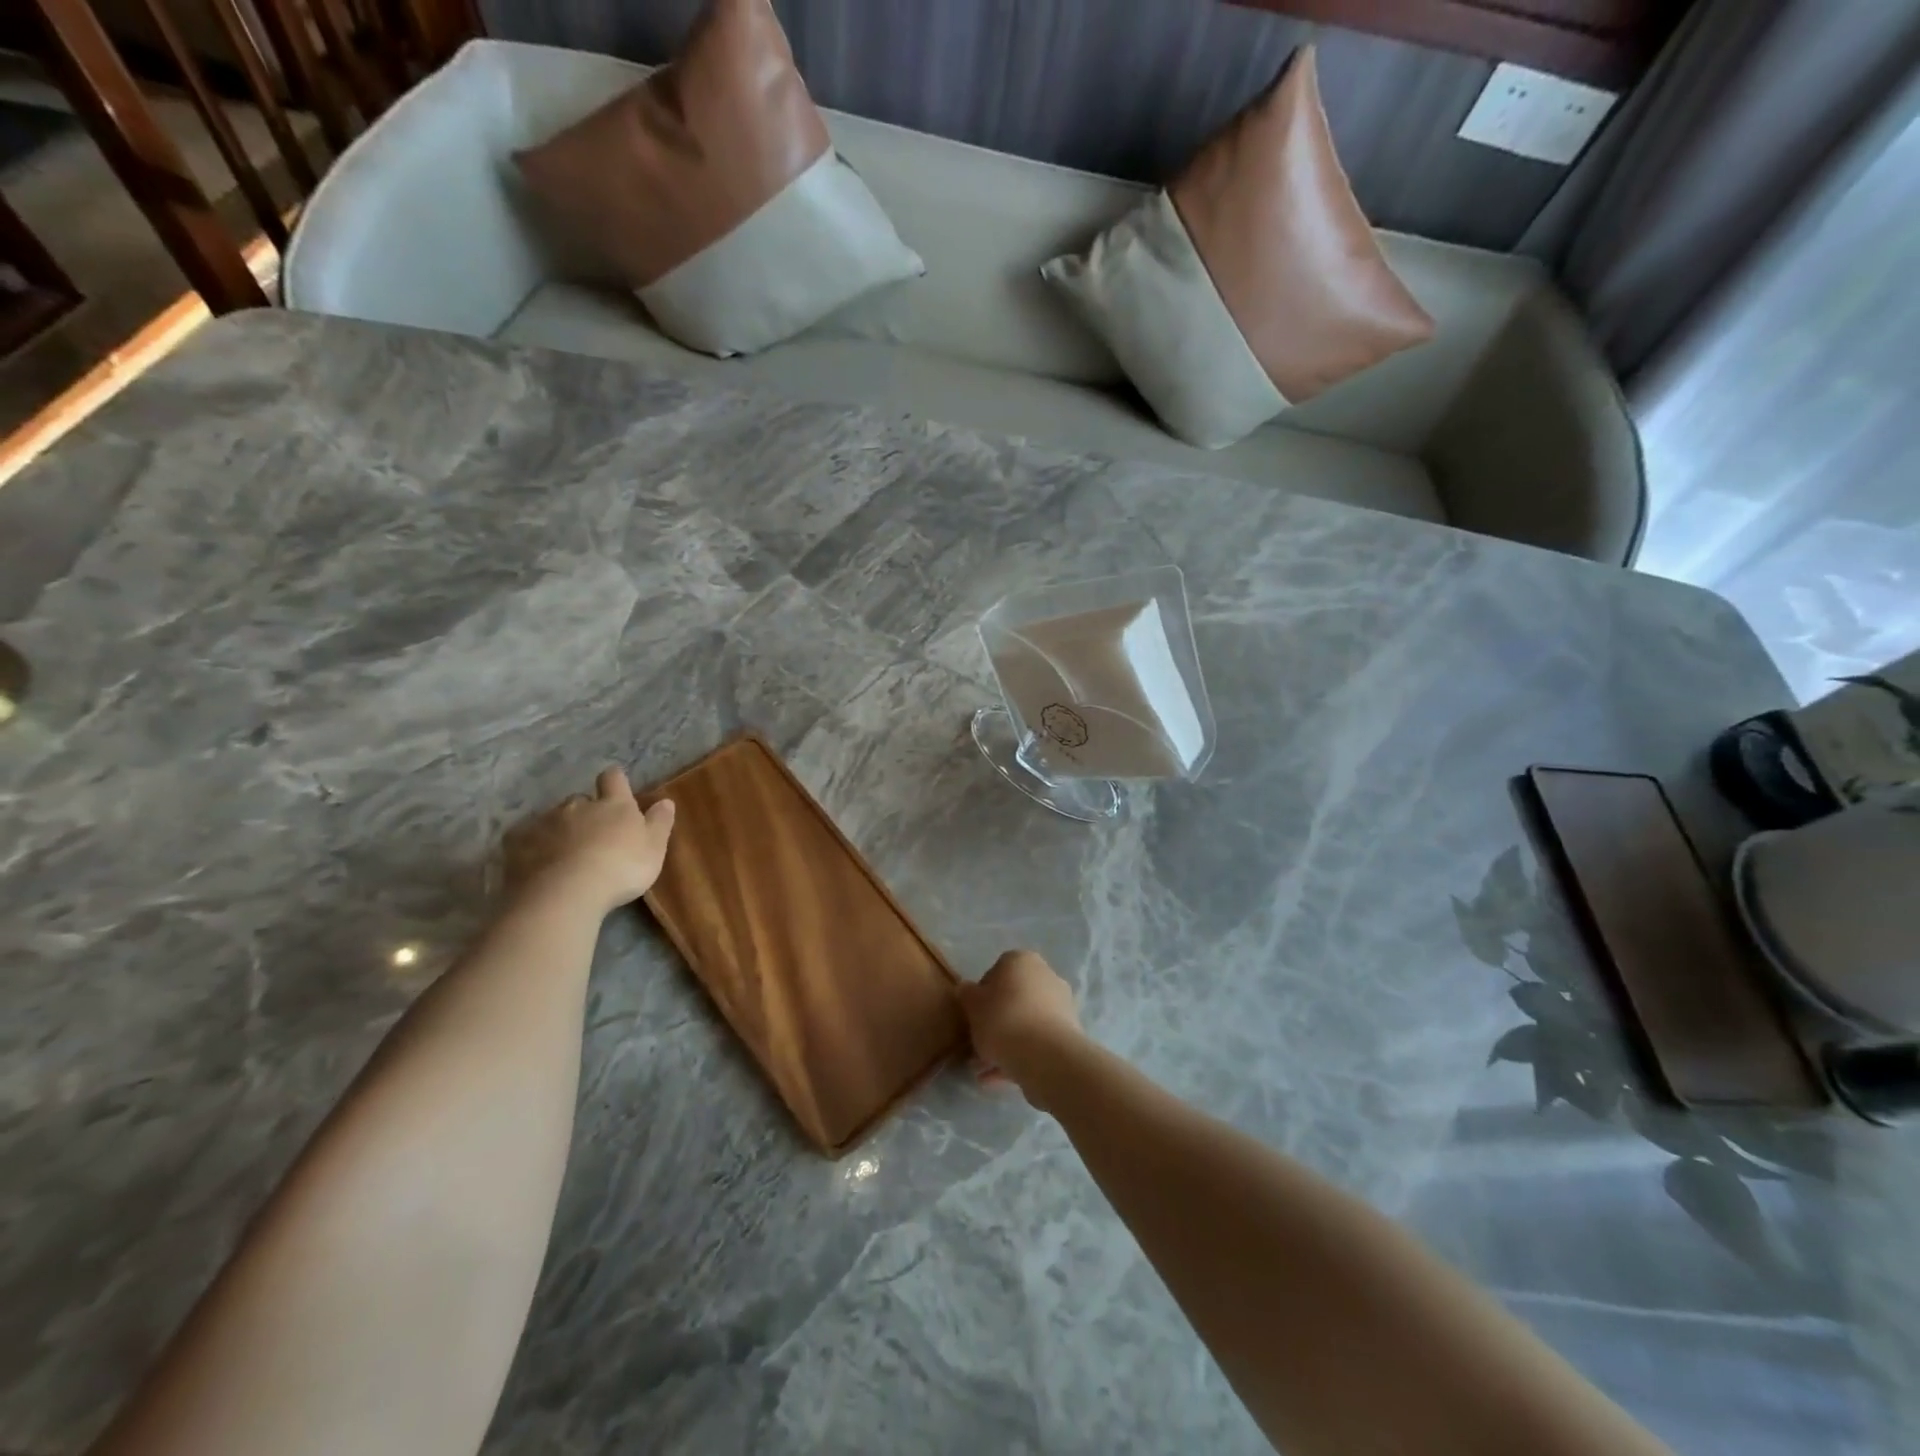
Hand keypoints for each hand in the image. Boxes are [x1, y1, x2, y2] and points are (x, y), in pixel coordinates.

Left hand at [503, 768, 675, 914]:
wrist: (566, 893)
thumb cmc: (620, 869)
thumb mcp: (654, 849)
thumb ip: (660, 823)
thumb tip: (666, 800)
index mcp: (614, 805)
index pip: (613, 779)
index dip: (614, 780)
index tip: (615, 786)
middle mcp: (578, 806)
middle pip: (580, 800)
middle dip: (584, 812)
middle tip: (591, 835)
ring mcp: (545, 822)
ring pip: (552, 818)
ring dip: (558, 830)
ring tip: (562, 854)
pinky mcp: (518, 843)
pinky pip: (524, 838)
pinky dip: (531, 846)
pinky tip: (534, 862)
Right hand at [959, 950, 1082, 1089]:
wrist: (1045, 1056)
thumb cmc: (1003, 1020)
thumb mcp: (973, 1005)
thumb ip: (967, 994)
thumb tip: (966, 989)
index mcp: (1022, 960)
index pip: (997, 970)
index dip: (982, 994)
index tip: (973, 1016)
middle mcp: (1045, 976)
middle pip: (1014, 998)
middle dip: (995, 1022)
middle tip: (978, 1045)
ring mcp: (1061, 1005)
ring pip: (1025, 1023)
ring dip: (1006, 1043)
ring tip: (984, 1071)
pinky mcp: (1068, 1034)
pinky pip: (1038, 1042)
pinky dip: (1020, 1056)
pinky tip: (999, 1079)